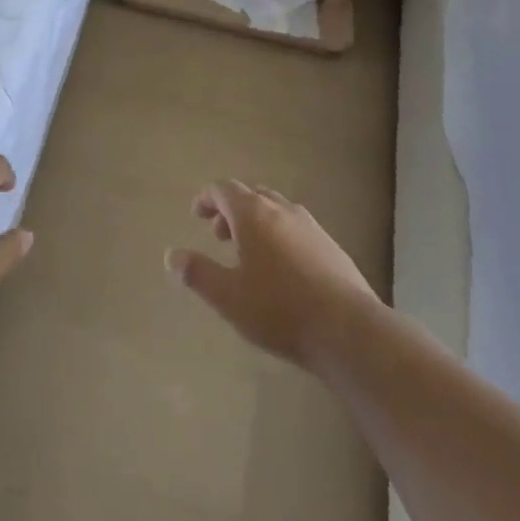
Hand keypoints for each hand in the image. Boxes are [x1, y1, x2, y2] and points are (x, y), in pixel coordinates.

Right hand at [167, 180, 379, 368]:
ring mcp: (310, 226)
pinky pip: (296, 227)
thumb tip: (171, 256)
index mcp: (253, 214)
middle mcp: (281, 210)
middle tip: (219, 234)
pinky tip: (282, 267)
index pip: (224, 189)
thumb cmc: (279, 310)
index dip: (207, 198)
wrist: (348, 331)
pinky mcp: (331, 246)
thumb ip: (198, 274)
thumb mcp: (229, 297)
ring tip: (249, 251)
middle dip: (231, 210)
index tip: (197, 213)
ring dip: (256, 221)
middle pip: (251, 195)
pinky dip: (279, 234)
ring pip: (276, 209)